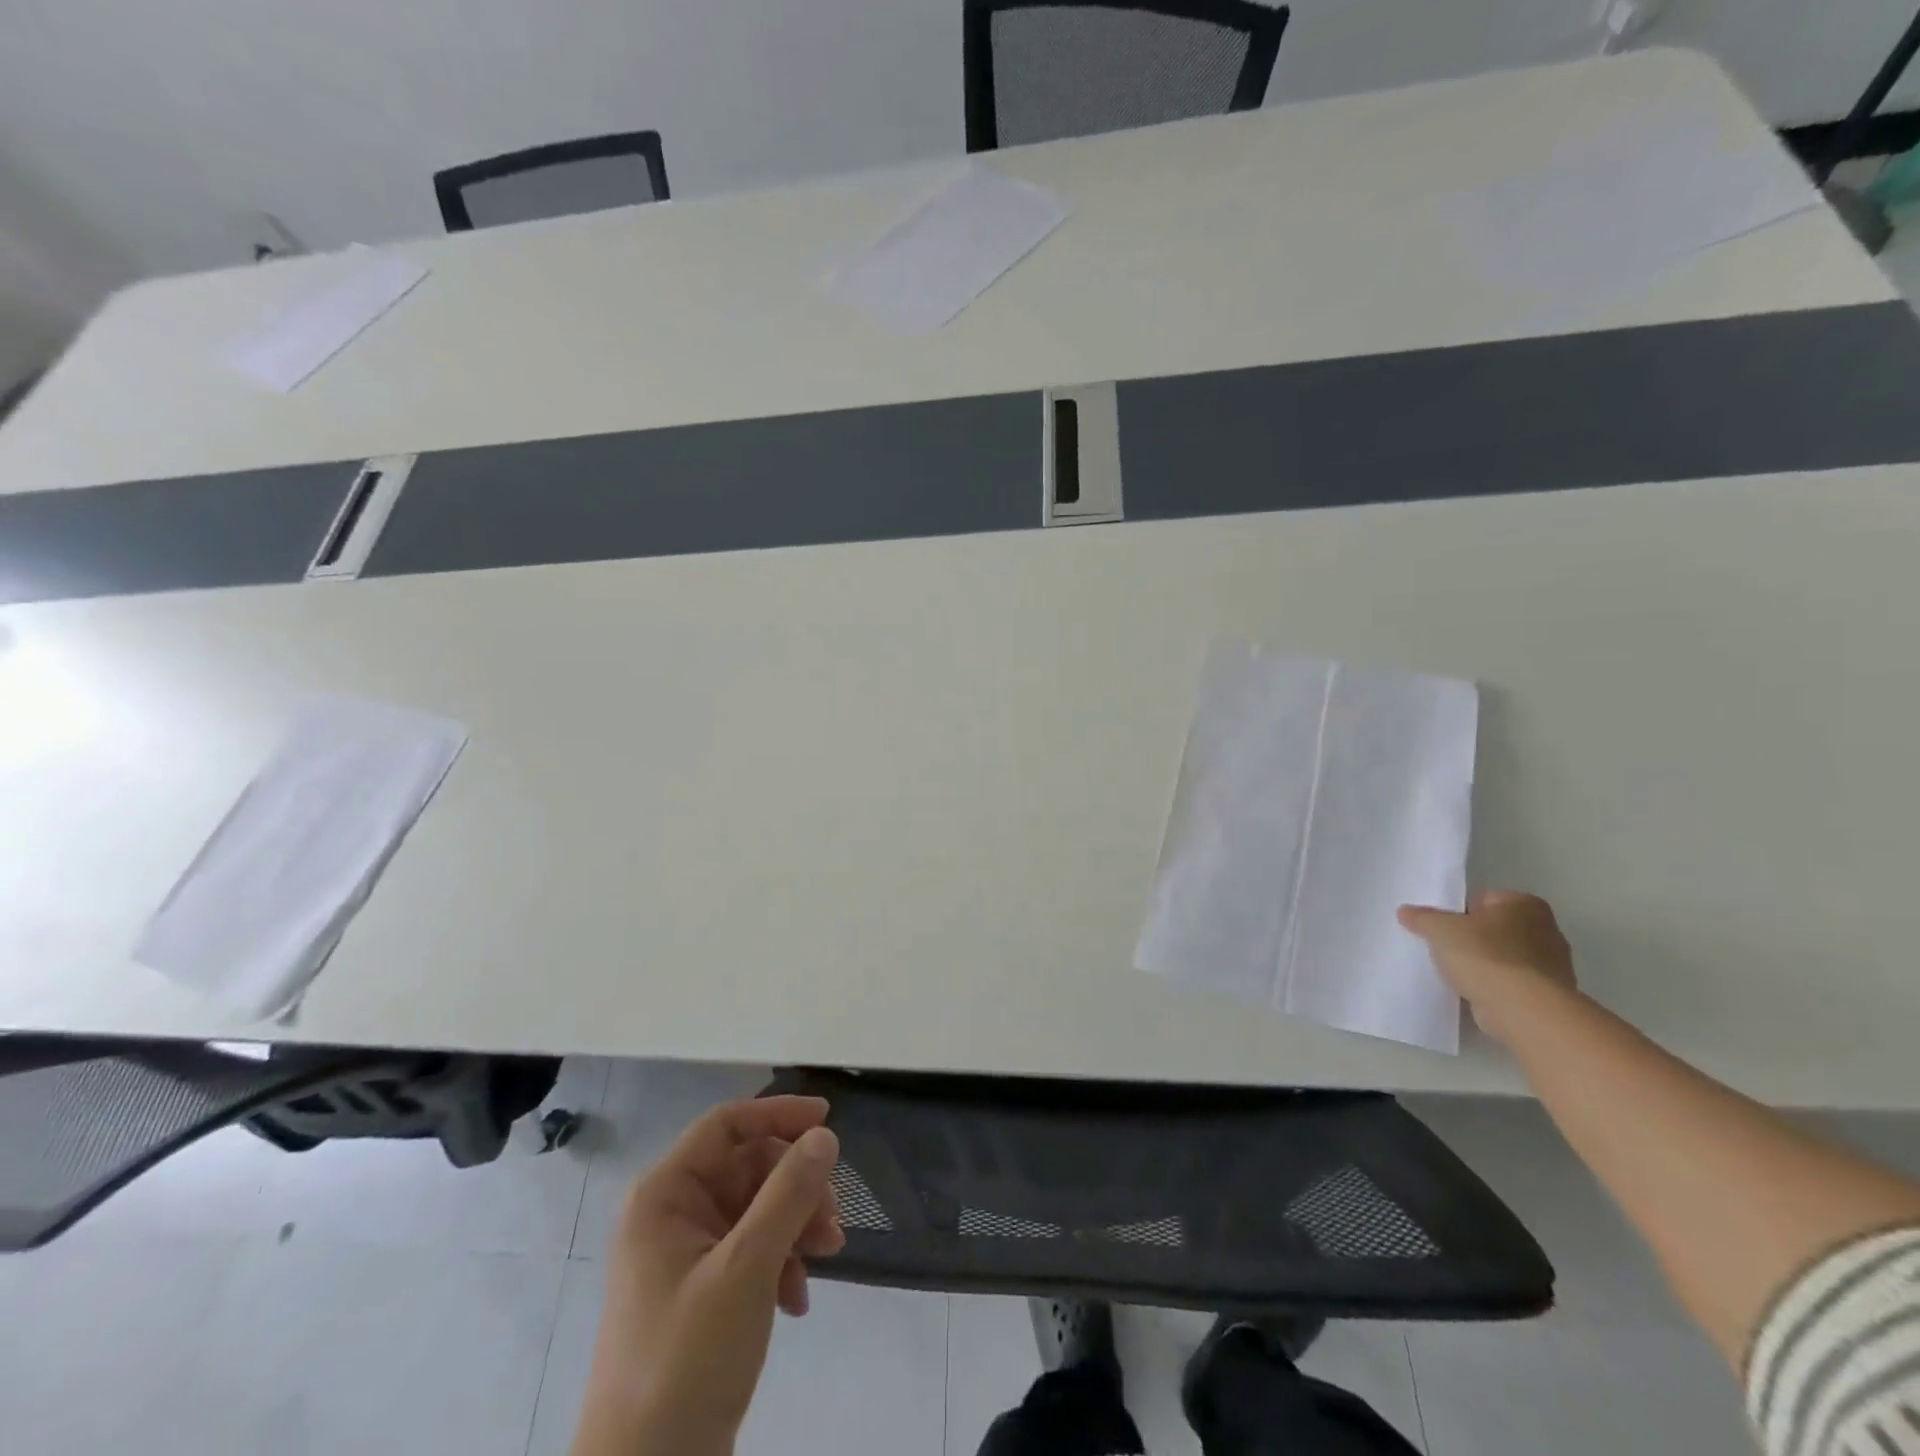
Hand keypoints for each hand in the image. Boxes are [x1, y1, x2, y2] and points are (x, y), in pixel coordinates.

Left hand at [572, 1097, 845, 1455]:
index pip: (727, 1125)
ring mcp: (685, 1257)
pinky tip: (797, 1302)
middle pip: (748, 1168)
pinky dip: (781, 1264)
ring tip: (829, 1257)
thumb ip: (788, 1194)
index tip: (829, 1120)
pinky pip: (751, 1251)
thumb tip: (824, 1136)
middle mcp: (671, 1216)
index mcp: (665, 1196)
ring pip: (756, 1209)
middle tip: (833, 1219)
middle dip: (796, 1186)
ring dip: (796, 1225)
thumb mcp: (747, 1269)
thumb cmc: (687, 1361)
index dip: (778, 1114)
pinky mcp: (700, 1295)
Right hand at [1398, 890, 1577, 1044]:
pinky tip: (1472, 992)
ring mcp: (1552, 966)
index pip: (1484, 899)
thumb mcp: (1439, 928)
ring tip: (1455, 973)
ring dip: (1484, 964)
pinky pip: (1511, 984)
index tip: (1441, 927)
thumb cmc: (1485, 955)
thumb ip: (1422, 917)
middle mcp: (1546, 930)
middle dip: (1472, 938)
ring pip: (1504, 957)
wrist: (1524, 1010)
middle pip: (1495, 929)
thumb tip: (1406, 911)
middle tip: (1444, 948)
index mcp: (1524, 904)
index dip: (1458, 912)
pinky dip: (1494, 987)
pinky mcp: (1548, 995)